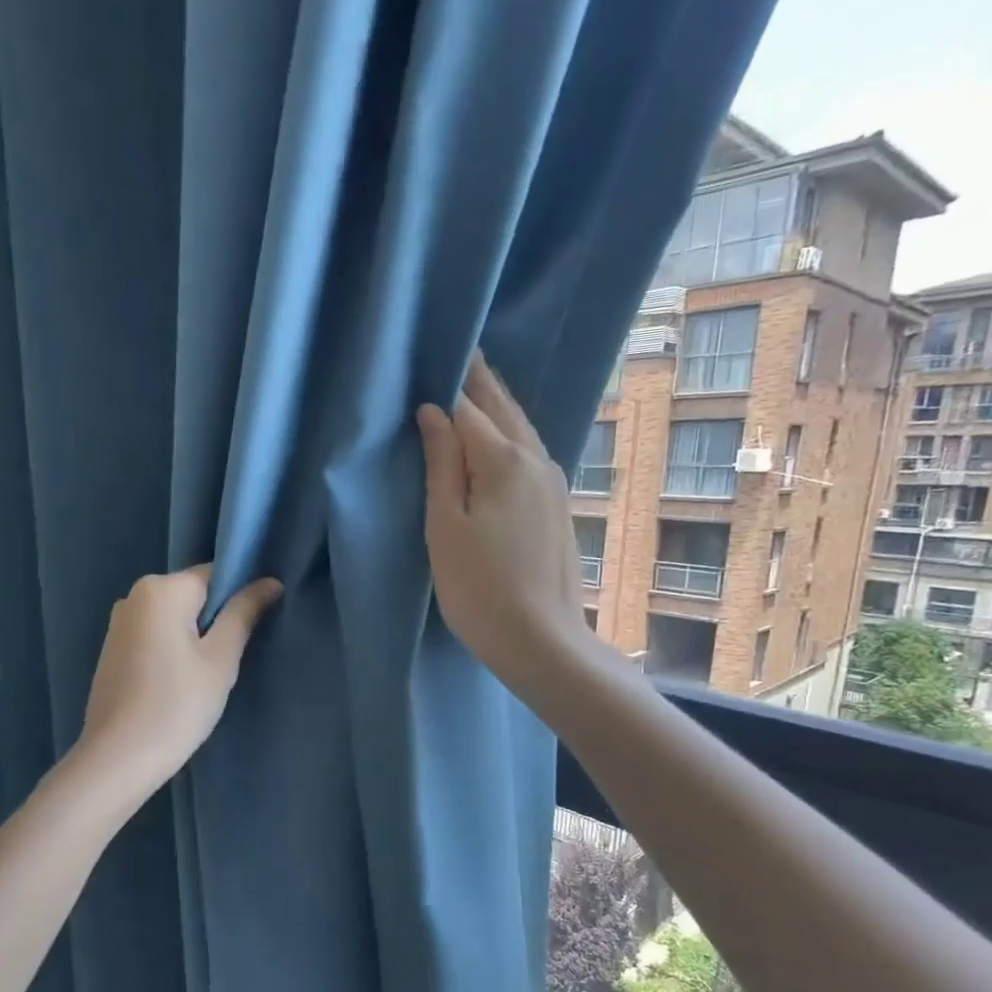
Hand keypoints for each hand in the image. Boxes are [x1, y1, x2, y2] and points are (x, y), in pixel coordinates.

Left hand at [77, 565, 282, 795]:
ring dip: (195, 638)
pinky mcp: (113, 649)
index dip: (241, 597)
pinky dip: (173, 650)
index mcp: (161, 589)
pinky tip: (178, 684)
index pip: (215, 574)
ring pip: (174, 618)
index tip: (254, 629)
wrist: (118, 758)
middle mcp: (134, 595)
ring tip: (204, 677)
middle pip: (193, 595)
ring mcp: (119, 623)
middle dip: (216, 620)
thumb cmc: (177, 705)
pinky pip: (155, 635)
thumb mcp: (220, 659)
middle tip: (229, 660)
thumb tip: (270, 582)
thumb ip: (244, 614)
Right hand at [417, 352, 590, 691]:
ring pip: (522, 430)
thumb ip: (441, 464)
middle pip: (503, 409)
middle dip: (480, 382)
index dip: (448, 385)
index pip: (469, 408)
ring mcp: (553, 482)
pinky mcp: (558, 505)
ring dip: (498, 406)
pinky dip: (510, 434)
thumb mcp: (445, 526)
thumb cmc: (478, 586)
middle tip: (461, 354)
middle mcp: (536, 459)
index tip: (434, 357)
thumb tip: (434, 412)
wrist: (540, 638)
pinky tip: (501, 437)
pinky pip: (530, 453)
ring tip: (478, 386)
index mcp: (503, 459)